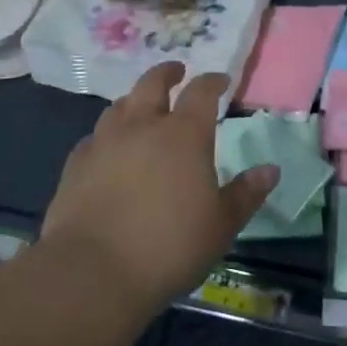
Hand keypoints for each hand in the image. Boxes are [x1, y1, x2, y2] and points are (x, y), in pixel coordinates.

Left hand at [41, 63, 277, 314]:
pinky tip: (108, 149)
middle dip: (167, 73)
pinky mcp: (76, 165)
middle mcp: (143, 126)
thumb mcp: (221, 226)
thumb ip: (245, 194)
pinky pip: (94, 138)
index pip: (201, 92)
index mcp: (184, 134)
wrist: (91, 273)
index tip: (221, 80)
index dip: (213, 81)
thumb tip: (271, 170)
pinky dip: (107, 135)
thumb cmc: (169, 247)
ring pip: (120, 106)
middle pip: (152, 83)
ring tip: (142, 107)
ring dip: (135, 100)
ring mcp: (104, 143)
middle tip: (177, 72)